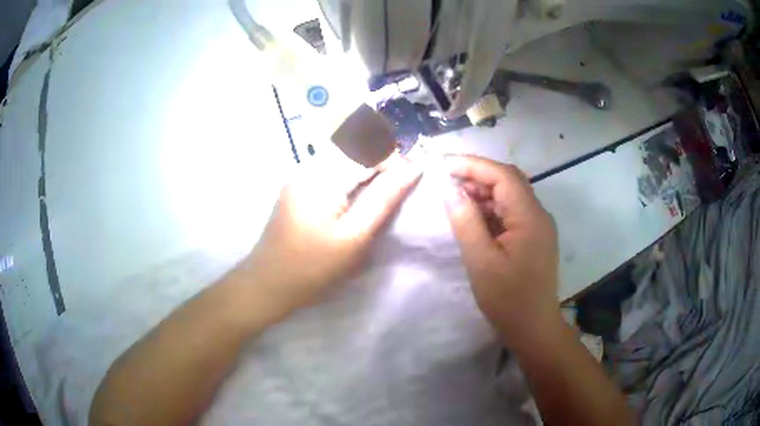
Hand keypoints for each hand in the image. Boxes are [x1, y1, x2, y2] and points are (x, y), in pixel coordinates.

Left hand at [244, 156, 421, 320]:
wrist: (268, 283)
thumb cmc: (313, 267)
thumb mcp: (354, 236)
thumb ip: (384, 197)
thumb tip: (413, 166)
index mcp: (322, 175)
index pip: (369, 149)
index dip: (394, 159)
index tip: (413, 175)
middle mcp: (308, 165)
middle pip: (355, 146)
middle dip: (381, 160)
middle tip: (398, 184)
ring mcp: (299, 174)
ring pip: (343, 155)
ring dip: (367, 165)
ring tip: (382, 188)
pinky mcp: (296, 185)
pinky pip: (330, 167)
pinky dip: (351, 173)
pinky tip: (357, 194)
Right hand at [443, 155, 559, 340]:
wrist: (533, 328)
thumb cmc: (508, 299)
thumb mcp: (481, 261)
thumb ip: (466, 221)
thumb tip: (449, 189)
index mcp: (530, 217)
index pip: (503, 175)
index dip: (473, 165)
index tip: (443, 165)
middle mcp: (538, 215)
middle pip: (509, 181)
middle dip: (477, 176)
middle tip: (446, 182)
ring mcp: (538, 226)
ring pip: (510, 196)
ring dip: (483, 193)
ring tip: (455, 200)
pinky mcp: (533, 238)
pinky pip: (511, 213)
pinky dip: (491, 210)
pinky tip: (473, 219)